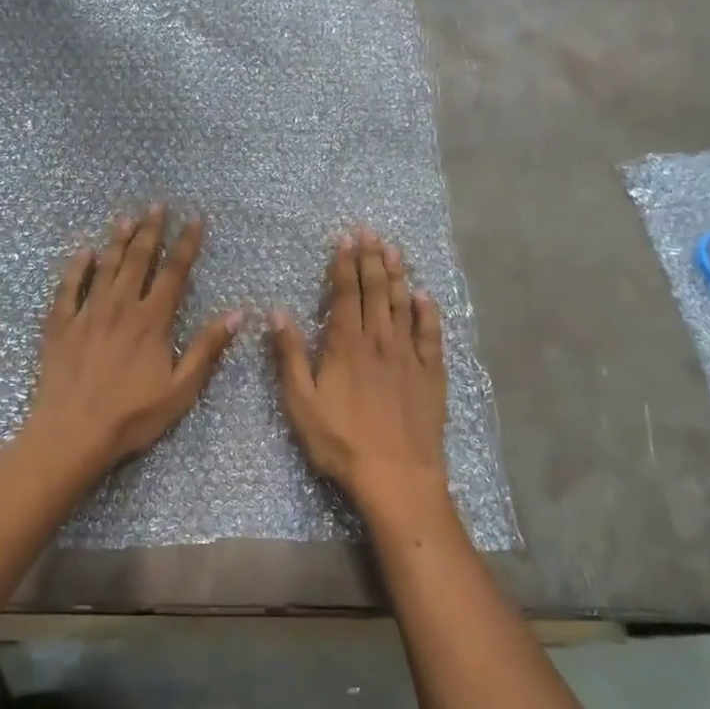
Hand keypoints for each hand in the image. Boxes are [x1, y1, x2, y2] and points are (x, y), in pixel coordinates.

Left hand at [26, 205, 241, 479]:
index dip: (186, 244)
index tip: (194, 219)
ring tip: (126, 217)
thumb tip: (237, 314)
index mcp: (152, 321)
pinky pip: (68, 287)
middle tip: (157, 205)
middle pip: (138, 260)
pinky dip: (77, 267)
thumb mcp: (181, 389)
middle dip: (151, 230)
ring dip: (118, 240)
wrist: (72, 433)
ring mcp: (87, 313)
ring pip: (105, 267)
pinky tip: (83, 252)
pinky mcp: (60, 325)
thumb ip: (207, 348)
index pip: (174, 272)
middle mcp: (120, 307)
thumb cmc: (132, 416)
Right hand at [271, 227, 450, 526]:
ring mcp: (409, 356)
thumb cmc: (341, 442)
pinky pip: (431, 335)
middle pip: (376, 291)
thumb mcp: (301, 403)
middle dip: (372, 259)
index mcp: (346, 345)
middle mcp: (380, 341)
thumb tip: (277, 313)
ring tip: (395, 250)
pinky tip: (425, 296)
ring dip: (398, 276)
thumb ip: (289, 356)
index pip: (346, 294)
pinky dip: (428, 312)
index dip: (345, 264)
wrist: (397, 476)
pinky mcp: (431, 375)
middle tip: (371, 232)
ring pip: (403, 305)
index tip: (346, 238)